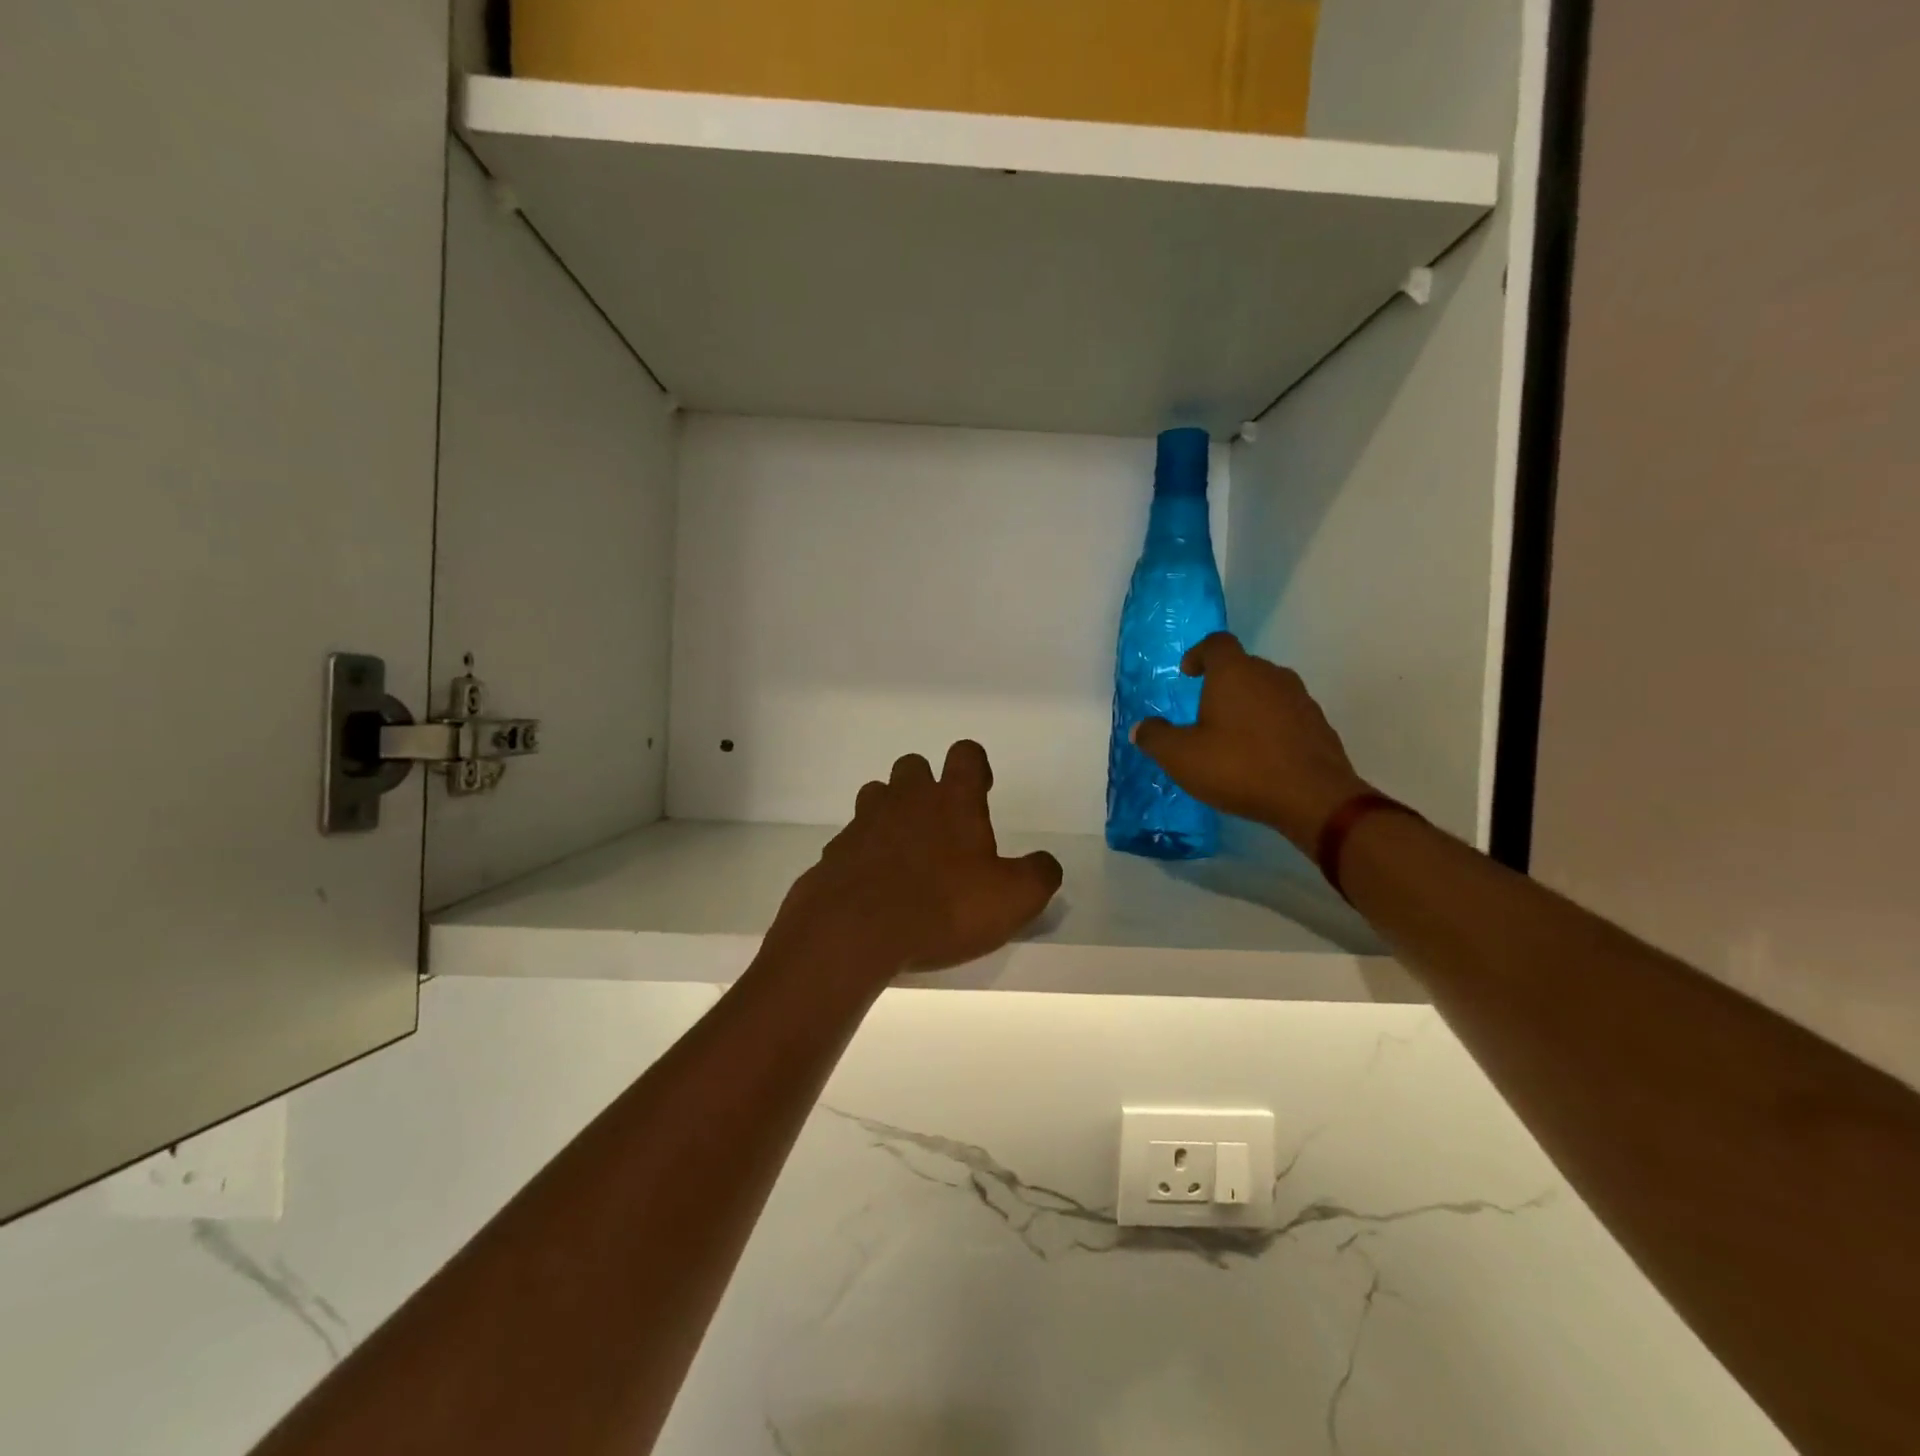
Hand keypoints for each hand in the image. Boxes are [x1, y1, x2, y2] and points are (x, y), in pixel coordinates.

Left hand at [768, 741, 1063, 984]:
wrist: (856, 931)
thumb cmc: (944, 907)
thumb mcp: (1013, 899)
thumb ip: (1039, 875)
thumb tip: (1045, 863)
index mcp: (953, 800)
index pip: (966, 754)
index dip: (975, 766)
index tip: (981, 790)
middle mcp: (907, 799)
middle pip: (913, 766)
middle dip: (927, 785)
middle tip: (941, 826)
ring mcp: (865, 822)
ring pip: (877, 795)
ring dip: (892, 812)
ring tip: (905, 851)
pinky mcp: (835, 851)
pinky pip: (852, 839)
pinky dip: (864, 852)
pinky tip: (874, 885)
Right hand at [1131, 633, 1369, 851]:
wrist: (1313, 799)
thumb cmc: (1239, 767)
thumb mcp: (1181, 757)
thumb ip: (1155, 738)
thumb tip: (1141, 728)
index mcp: (1235, 673)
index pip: (1216, 643)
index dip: (1199, 654)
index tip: (1188, 674)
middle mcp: (1271, 675)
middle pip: (1243, 666)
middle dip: (1222, 683)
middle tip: (1204, 711)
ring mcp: (1300, 699)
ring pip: (1267, 690)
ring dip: (1247, 705)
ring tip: (1232, 736)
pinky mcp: (1318, 724)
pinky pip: (1286, 714)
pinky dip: (1270, 725)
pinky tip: (1260, 755)